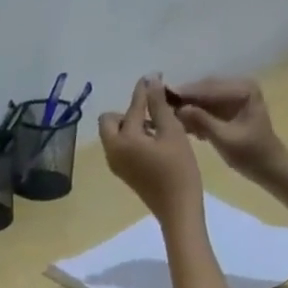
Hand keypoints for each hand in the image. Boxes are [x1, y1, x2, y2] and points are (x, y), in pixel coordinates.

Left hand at [98, 76, 201, 228]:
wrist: (176, 208)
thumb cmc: (178, 168)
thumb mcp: (171, 131)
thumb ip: (158, 105)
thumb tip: (150, 80)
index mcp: (124, 140)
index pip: (132, 106)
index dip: (144, 91)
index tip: (156, 79)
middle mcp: (113, 152)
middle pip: (109, 121)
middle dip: (128, 111)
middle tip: (152, 111)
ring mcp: (116, 164)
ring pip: (114, 135)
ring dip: (130, 125)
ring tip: (156, 124)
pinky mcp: (124, 173)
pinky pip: (121, 147)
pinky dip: (132, 138)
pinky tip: (153, 139)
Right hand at [169, 77, 286, 182]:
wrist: (267, 166)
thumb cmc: (250, 154)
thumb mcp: (225, 139)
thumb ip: (203, 122)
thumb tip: (179, 109)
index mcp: (243, 89)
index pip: (209, 88)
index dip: (186, 93)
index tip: (163, 97)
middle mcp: (239, 87)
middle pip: (206, 89)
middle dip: (185, 98)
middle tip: (160, 105)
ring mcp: (234, 97)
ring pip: (205, 98)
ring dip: (188, 107)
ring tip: (167, 116)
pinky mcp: (229, 109)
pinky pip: (208, 108)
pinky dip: (195, 115)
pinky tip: (182, 124)